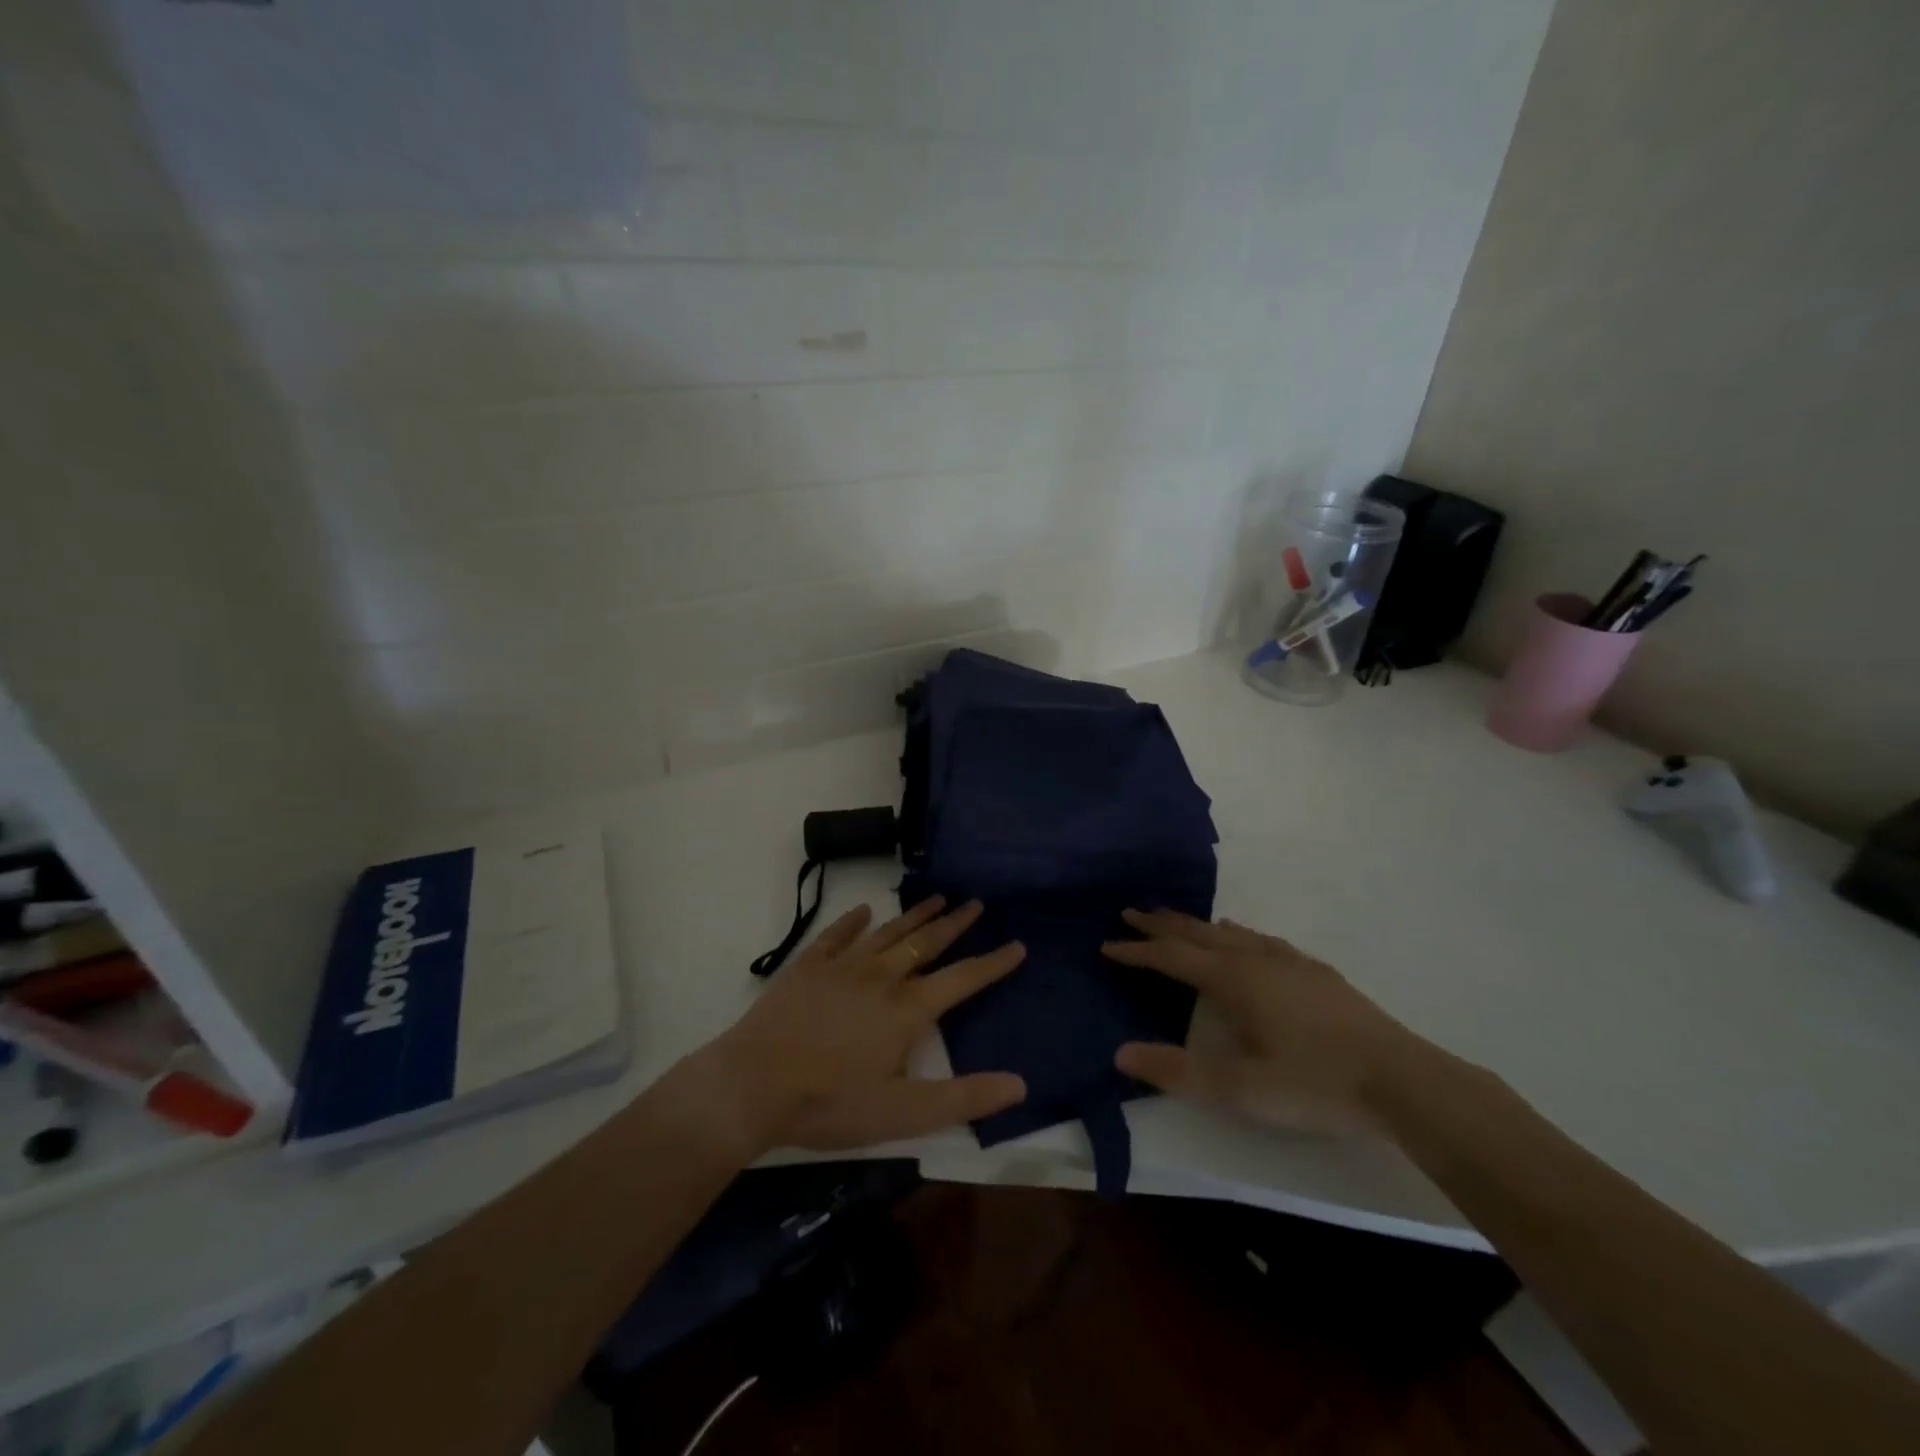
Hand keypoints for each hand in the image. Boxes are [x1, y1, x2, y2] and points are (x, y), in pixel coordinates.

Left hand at [710, 896, 1027, 1152]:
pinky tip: (864, 910)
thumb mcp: (904, 1114)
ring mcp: (842, 967)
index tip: (1017, 944)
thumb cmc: (831, 1102)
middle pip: (927, 943)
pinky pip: (836, 935)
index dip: (993, 963)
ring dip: (915, 916)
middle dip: (955, 923)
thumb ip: (964, 1099)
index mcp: (908, 1009)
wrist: (753, 1084)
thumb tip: (1020, 1084)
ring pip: (888, 933)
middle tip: (976, 903)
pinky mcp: (808, 967)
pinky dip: (852, 922)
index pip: (962, 979)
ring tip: (937, 898)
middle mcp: (881, 977)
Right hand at [1101, 909, 1434, 1134]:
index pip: (1172, 958)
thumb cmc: (1314, 1084)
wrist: (1402, 1079)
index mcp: (1233, 981)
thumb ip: (1179, 1072)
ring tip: (1178, 921)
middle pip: (1198, 934)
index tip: (1107, 944)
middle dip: (1162, 925)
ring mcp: (1289, 962)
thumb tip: (1120, 1054)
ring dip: (1197, 925)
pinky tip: (1246, 940)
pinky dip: (1238, 934)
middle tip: (1131, 912)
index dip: (1138, 952)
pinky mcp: (1316, 972)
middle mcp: (1256, 960)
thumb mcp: (1240, 1089)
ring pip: (1231, 933)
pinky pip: (1262, 940)